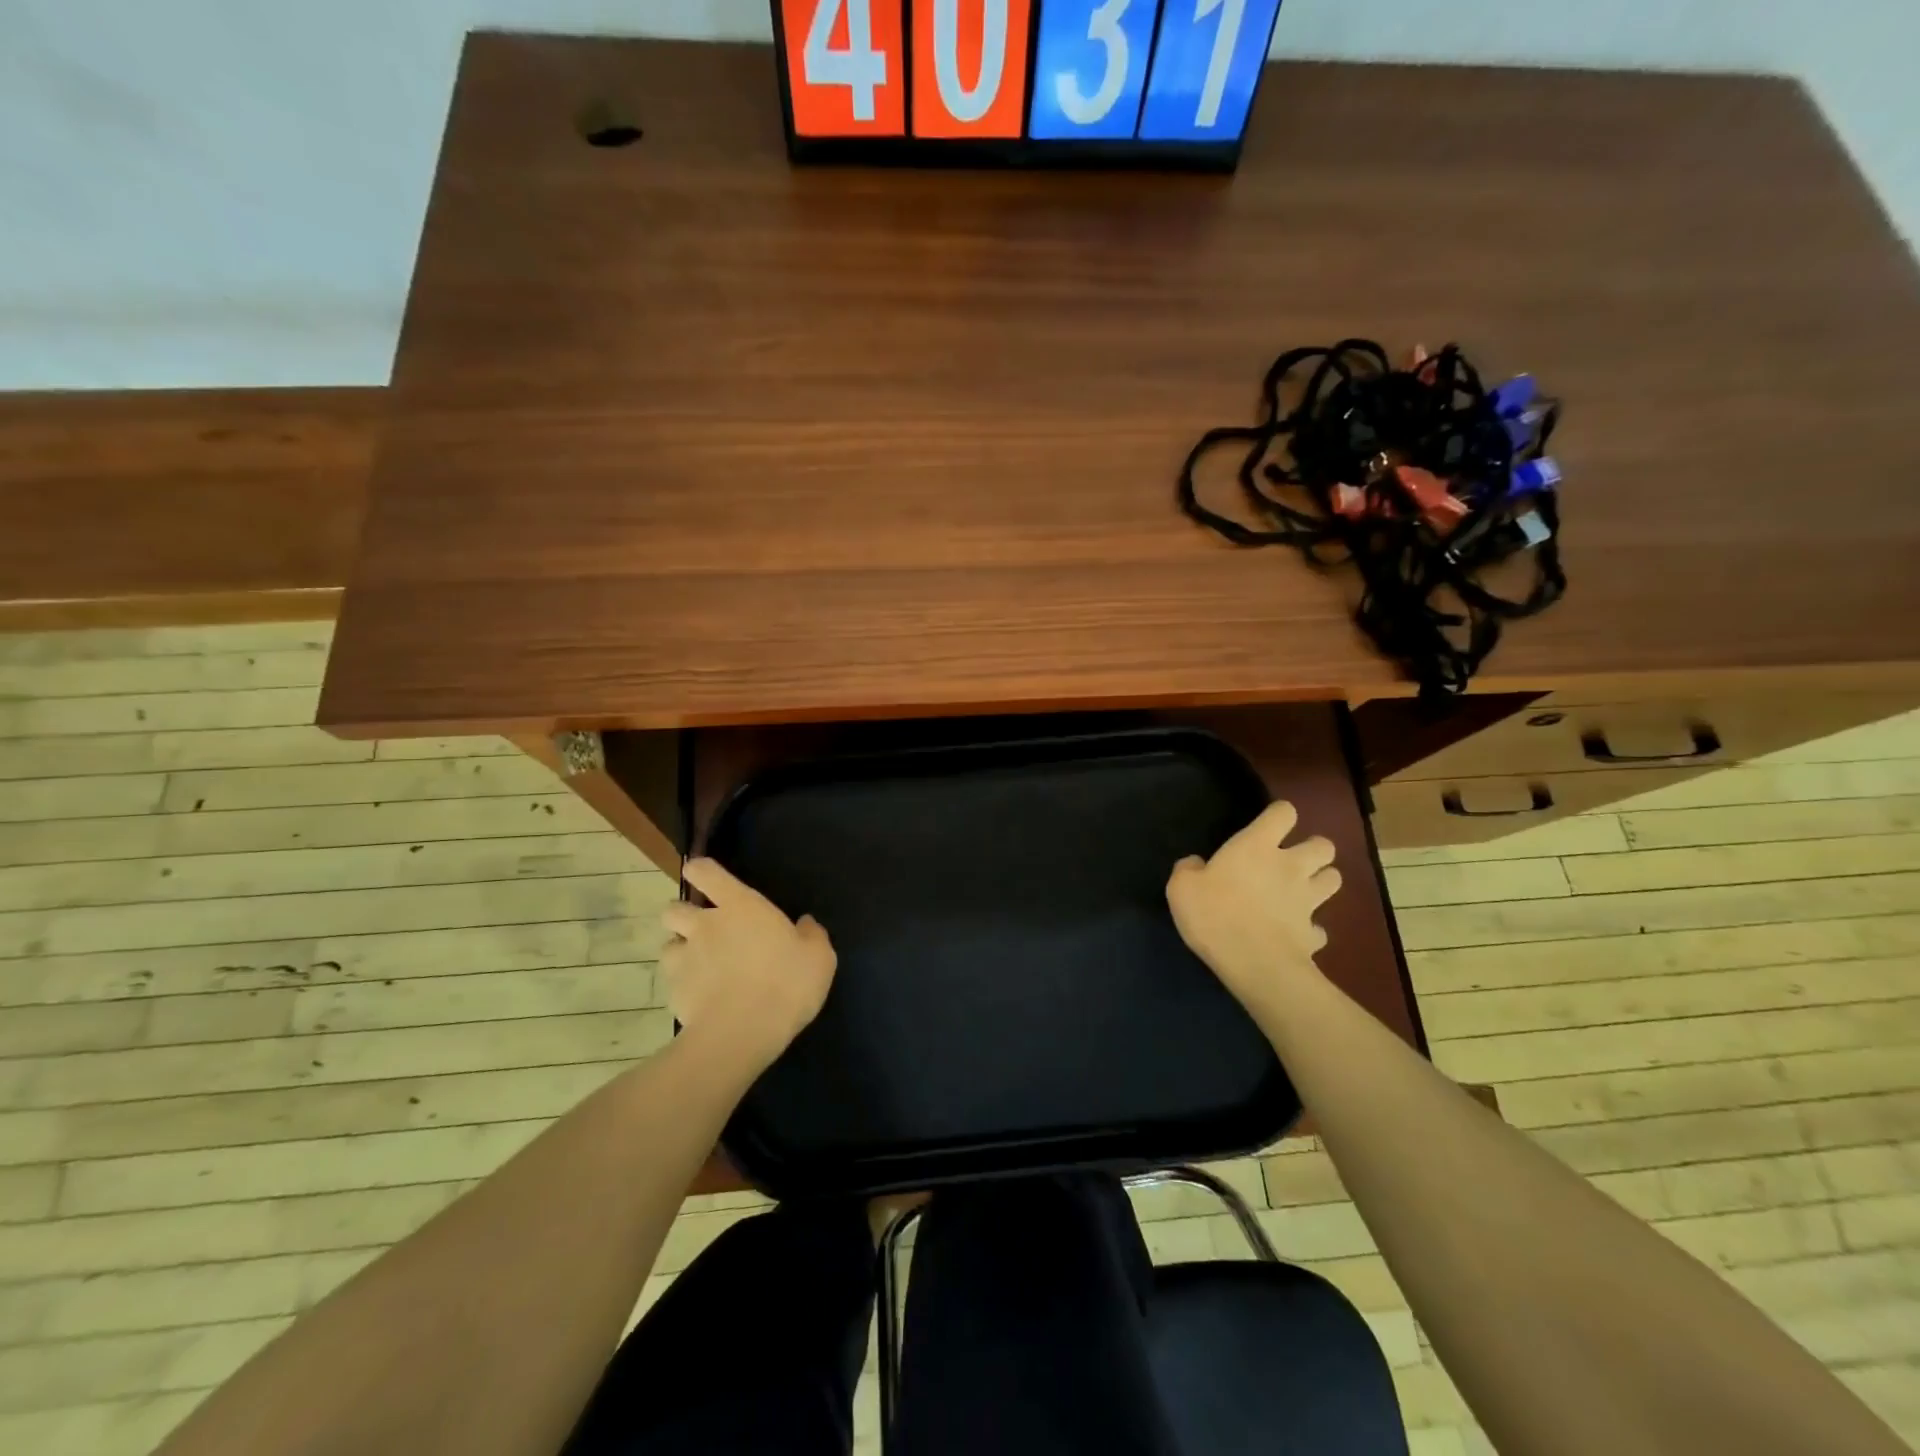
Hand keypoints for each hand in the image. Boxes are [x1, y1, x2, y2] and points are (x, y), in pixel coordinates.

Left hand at [660, 858, 836, 1073]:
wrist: (742, 1033)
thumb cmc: (786, 983)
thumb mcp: (818, 957)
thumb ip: (811, 935)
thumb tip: (805, 923)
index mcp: (740, 906)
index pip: (706, 872)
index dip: (701, 870)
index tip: (704, 875)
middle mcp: (705, 926)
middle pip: (673, 909)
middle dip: (683, 915)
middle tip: (705, 931)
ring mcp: (684, 959)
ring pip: (667, 945)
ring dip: (680, 951)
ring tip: (700, 968)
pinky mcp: (673, 993)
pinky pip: (672, 982)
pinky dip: (683, 986)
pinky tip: (701, 1000)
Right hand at [1166, 800, 1339, 1017]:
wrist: (1254, 963)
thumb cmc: (1214, 914)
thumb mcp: (1181, 887)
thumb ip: (1188, 869)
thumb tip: (1195, 864)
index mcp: (1257, 846)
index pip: (1284, 812)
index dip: (1279, 815)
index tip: (1266, 826)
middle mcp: (1291, 866)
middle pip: (1323, 845)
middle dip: (1313, 849)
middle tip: (1292, 860)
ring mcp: (1308, 900)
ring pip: (1334, 879)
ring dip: (1321, 881)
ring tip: (1302, 891)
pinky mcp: (1314, 934)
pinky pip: (1319, 928)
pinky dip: (1311, 929)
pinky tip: (1296, 934)